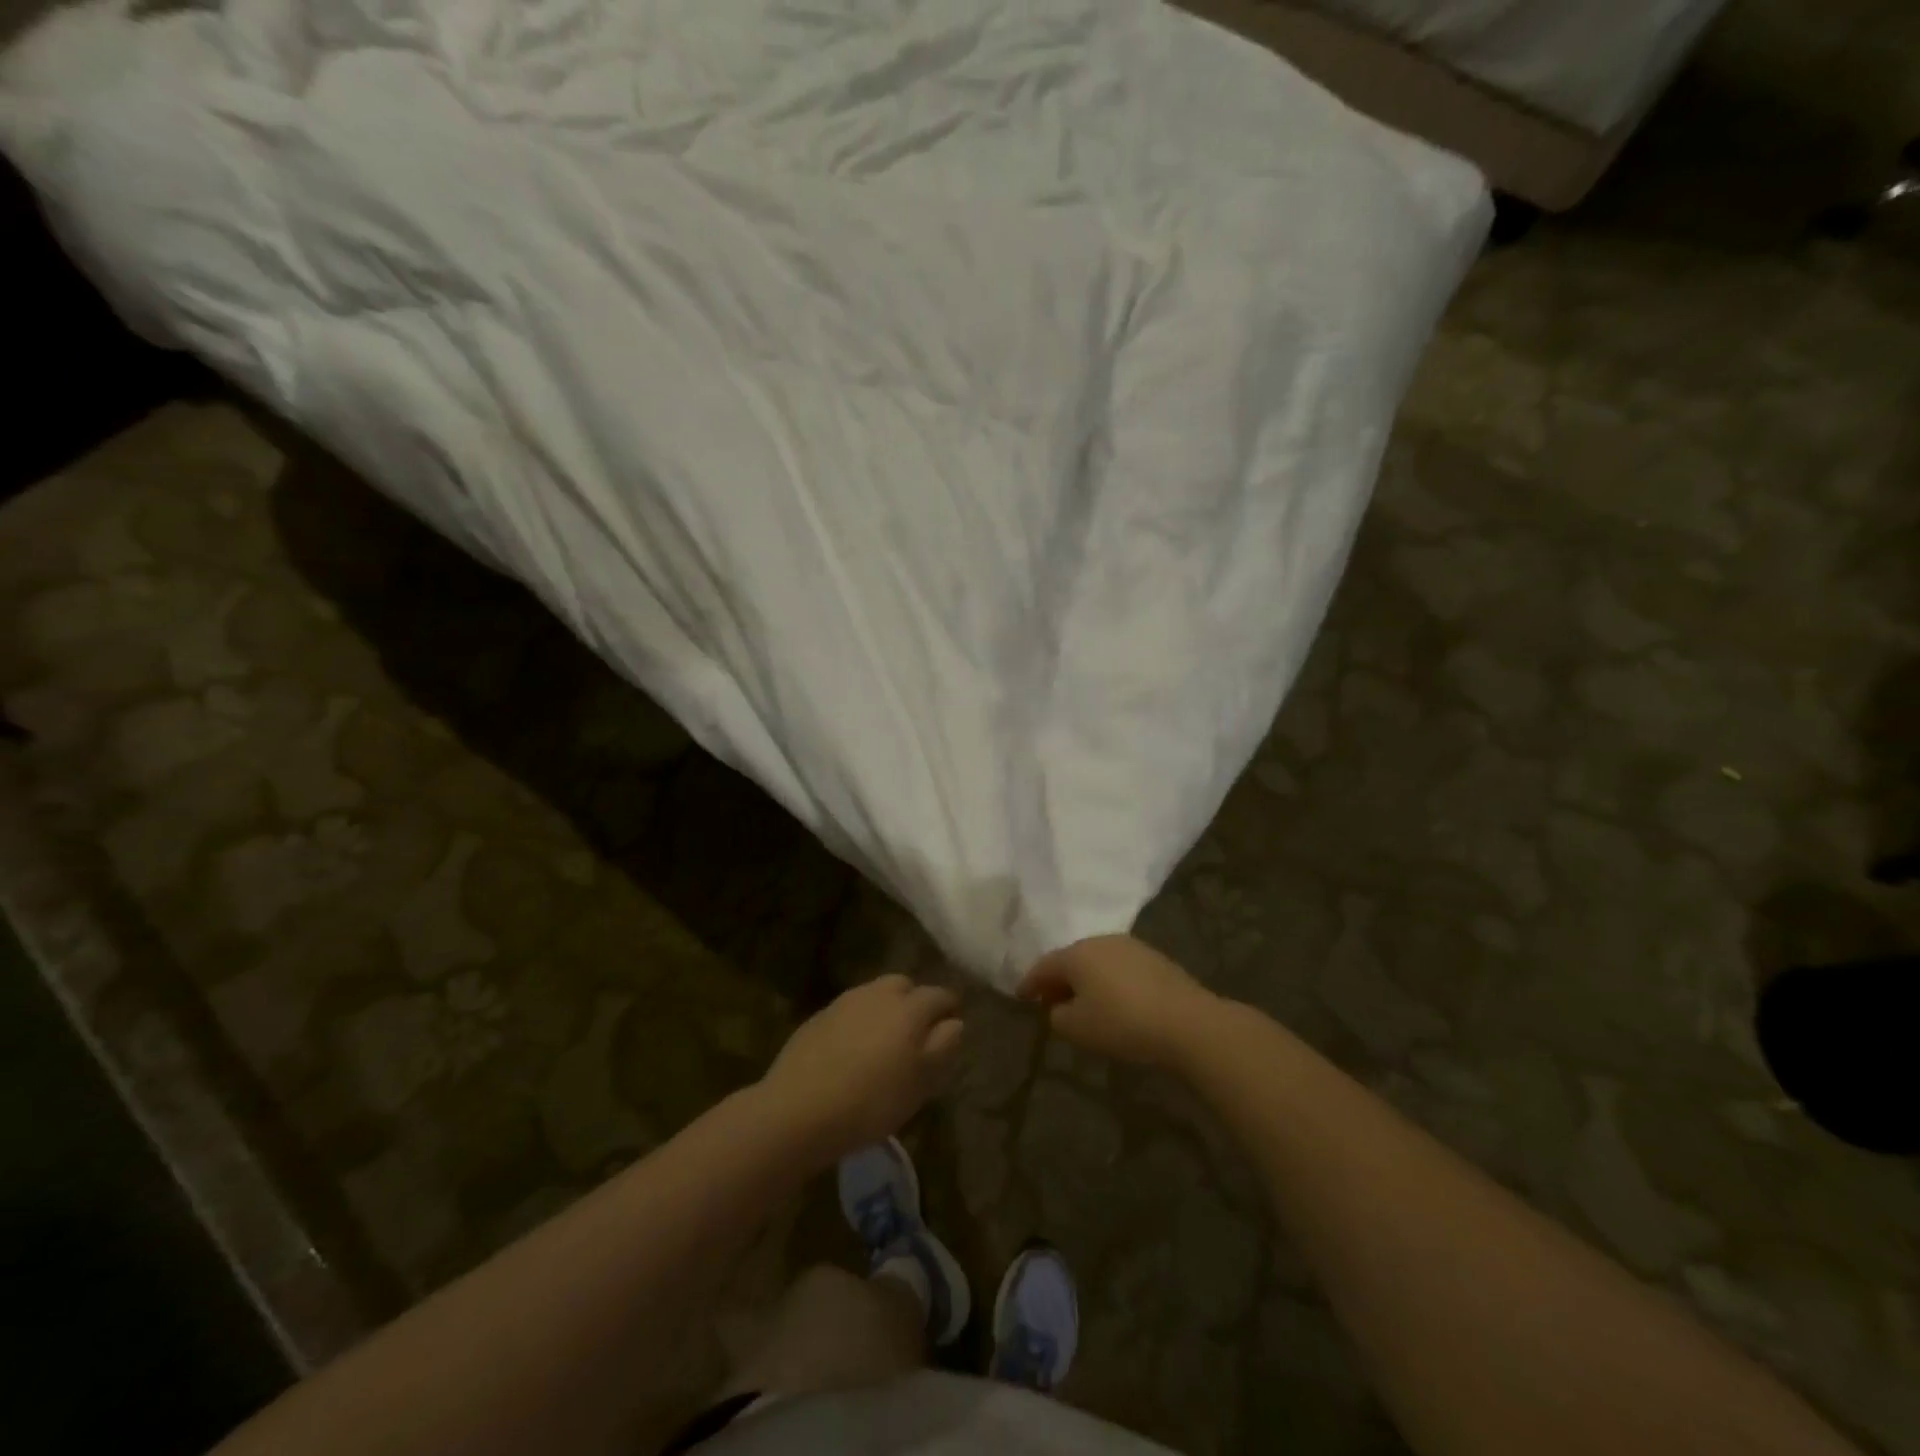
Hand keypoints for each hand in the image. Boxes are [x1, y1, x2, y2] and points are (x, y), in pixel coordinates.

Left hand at [760, 974, 963, 1161]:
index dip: (950, 1008)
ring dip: (885, 1009)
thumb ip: (944, 1046)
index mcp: (910, 1007)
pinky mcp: (819, 1017)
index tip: (952, 1027)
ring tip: (884, 1041)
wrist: (798, 1109)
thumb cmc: (872, 1100)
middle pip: (905, 986)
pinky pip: (850, 1010)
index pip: (940, 994)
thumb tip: (954, 1022)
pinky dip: (859, 1021)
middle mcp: (878, 994)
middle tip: (916, 1034)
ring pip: (875, 994)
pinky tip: (853, 1050)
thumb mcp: (922, 1081)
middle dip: (915, 1002)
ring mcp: (845, 1002)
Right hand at [1019, 935, 1218, 1068]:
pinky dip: (1109, 982)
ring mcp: (1130, 946)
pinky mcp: (1154, 959)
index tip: (1020, 996)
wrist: (1187, 1021)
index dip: (1029, 982)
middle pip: (1071, 959)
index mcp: (1077, 953)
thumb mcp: (1078, 1028)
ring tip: (1083, 1004)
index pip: (1043, 966)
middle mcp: (1100, 941)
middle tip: (1051, 1002)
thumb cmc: (1122, 1023)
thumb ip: (1057, 1016)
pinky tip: (1114, 1002)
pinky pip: (1120, 968)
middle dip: (1059, 980)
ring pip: (1097, 962)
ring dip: (1086, 980)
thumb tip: (1058, 1008)